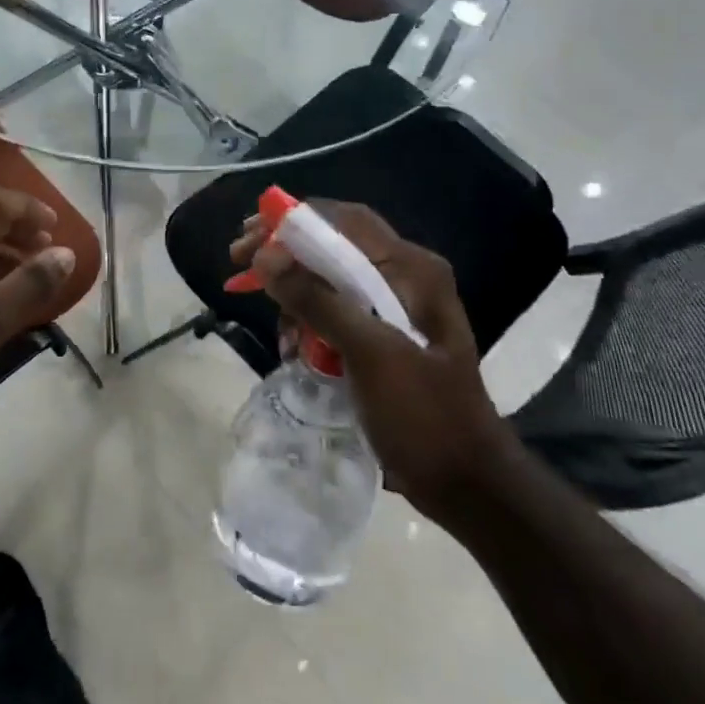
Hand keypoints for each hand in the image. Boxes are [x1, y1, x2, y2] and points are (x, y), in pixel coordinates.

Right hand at [230, 201, 518, 524]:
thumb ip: (317, 300)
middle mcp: (403, 277)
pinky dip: (308, 323)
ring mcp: (392, 307)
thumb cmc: (424, 414)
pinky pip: (333, 311)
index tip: (247, 237)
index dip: (291, 221)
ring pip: (327, 279)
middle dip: (284, 255)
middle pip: (331, 245)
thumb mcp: (371, 353)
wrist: (464, 482)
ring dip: (294, 296)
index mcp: (411, 269)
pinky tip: (293, 349)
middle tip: (240, 265)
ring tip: (278, 332)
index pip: (344, 220)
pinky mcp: (380, 335)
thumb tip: (264, 256)